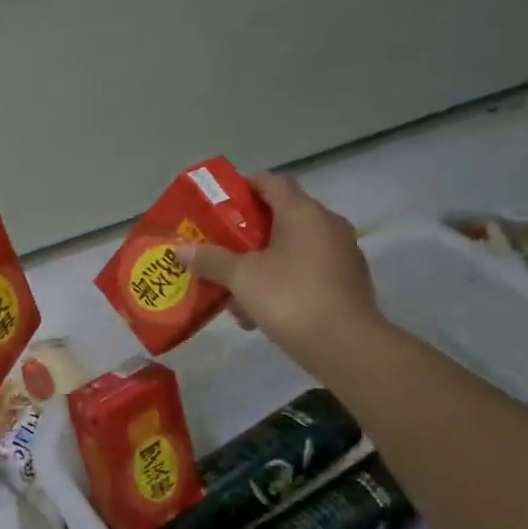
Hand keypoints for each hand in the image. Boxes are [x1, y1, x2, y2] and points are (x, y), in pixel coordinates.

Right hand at [175, 174, 384, 371]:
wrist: (345, 346)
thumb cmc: (290, 298)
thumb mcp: (241, 278)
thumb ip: (210, 260)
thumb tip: (180, 249)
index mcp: (303, 213)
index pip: (272, 182)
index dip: (245, 186)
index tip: (219, 202)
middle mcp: (327, 225)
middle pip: (282, 215)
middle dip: (248, 231)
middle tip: (220, 244)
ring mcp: (342, 253)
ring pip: (293, 246)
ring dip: (263, 260)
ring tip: (235, 285)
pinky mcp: (347, 281)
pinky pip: (307, 269)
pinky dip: (283, 279)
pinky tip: (260, 308)